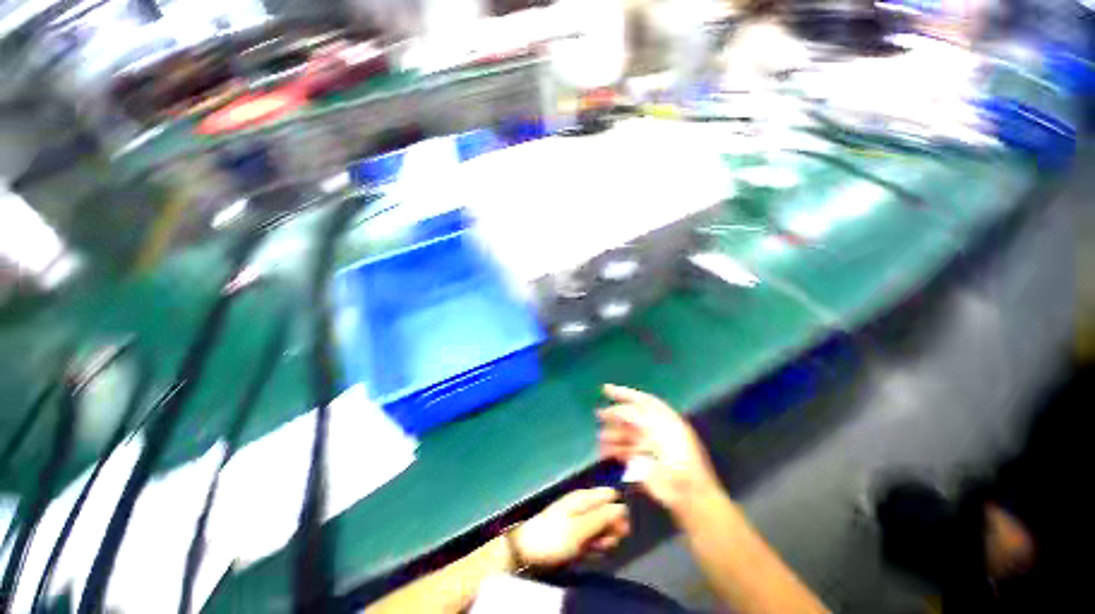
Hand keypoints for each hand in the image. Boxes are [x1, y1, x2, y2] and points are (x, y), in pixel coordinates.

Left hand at [512, 487, 629, 568]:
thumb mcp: (580, 529)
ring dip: (603, 540)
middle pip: (608, 512)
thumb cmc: (554, 537)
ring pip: (602, 527)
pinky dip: (594, 546)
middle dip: (611, 529)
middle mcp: (583, 505)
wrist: (527, 552)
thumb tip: (623, 507)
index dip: (619, 511)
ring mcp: (579, 520)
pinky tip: (589, 554)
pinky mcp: (575, 534)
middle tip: (605, 544)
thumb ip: (602, 518)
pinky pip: (593, 537)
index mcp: (584, 497)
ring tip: (593, 550)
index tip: (619, 530)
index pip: (611, 495)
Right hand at [597, 384, 721, 515]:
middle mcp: (657, 431)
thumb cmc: (678, 461)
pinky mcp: (645, 465)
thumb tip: (618, 410)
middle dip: (614, 415)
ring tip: (601, 438)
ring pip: (626, 435)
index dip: (624, 393)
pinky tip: (606, 452)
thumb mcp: (657, 431)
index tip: (605, 389)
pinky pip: (625, 451)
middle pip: (632, 417)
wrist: (690, 497)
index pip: (642, 400)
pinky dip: (615, 450)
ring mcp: (651, 448)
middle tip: (598, 415)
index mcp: (665, 420)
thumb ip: (637, 417)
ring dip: (613, 434)